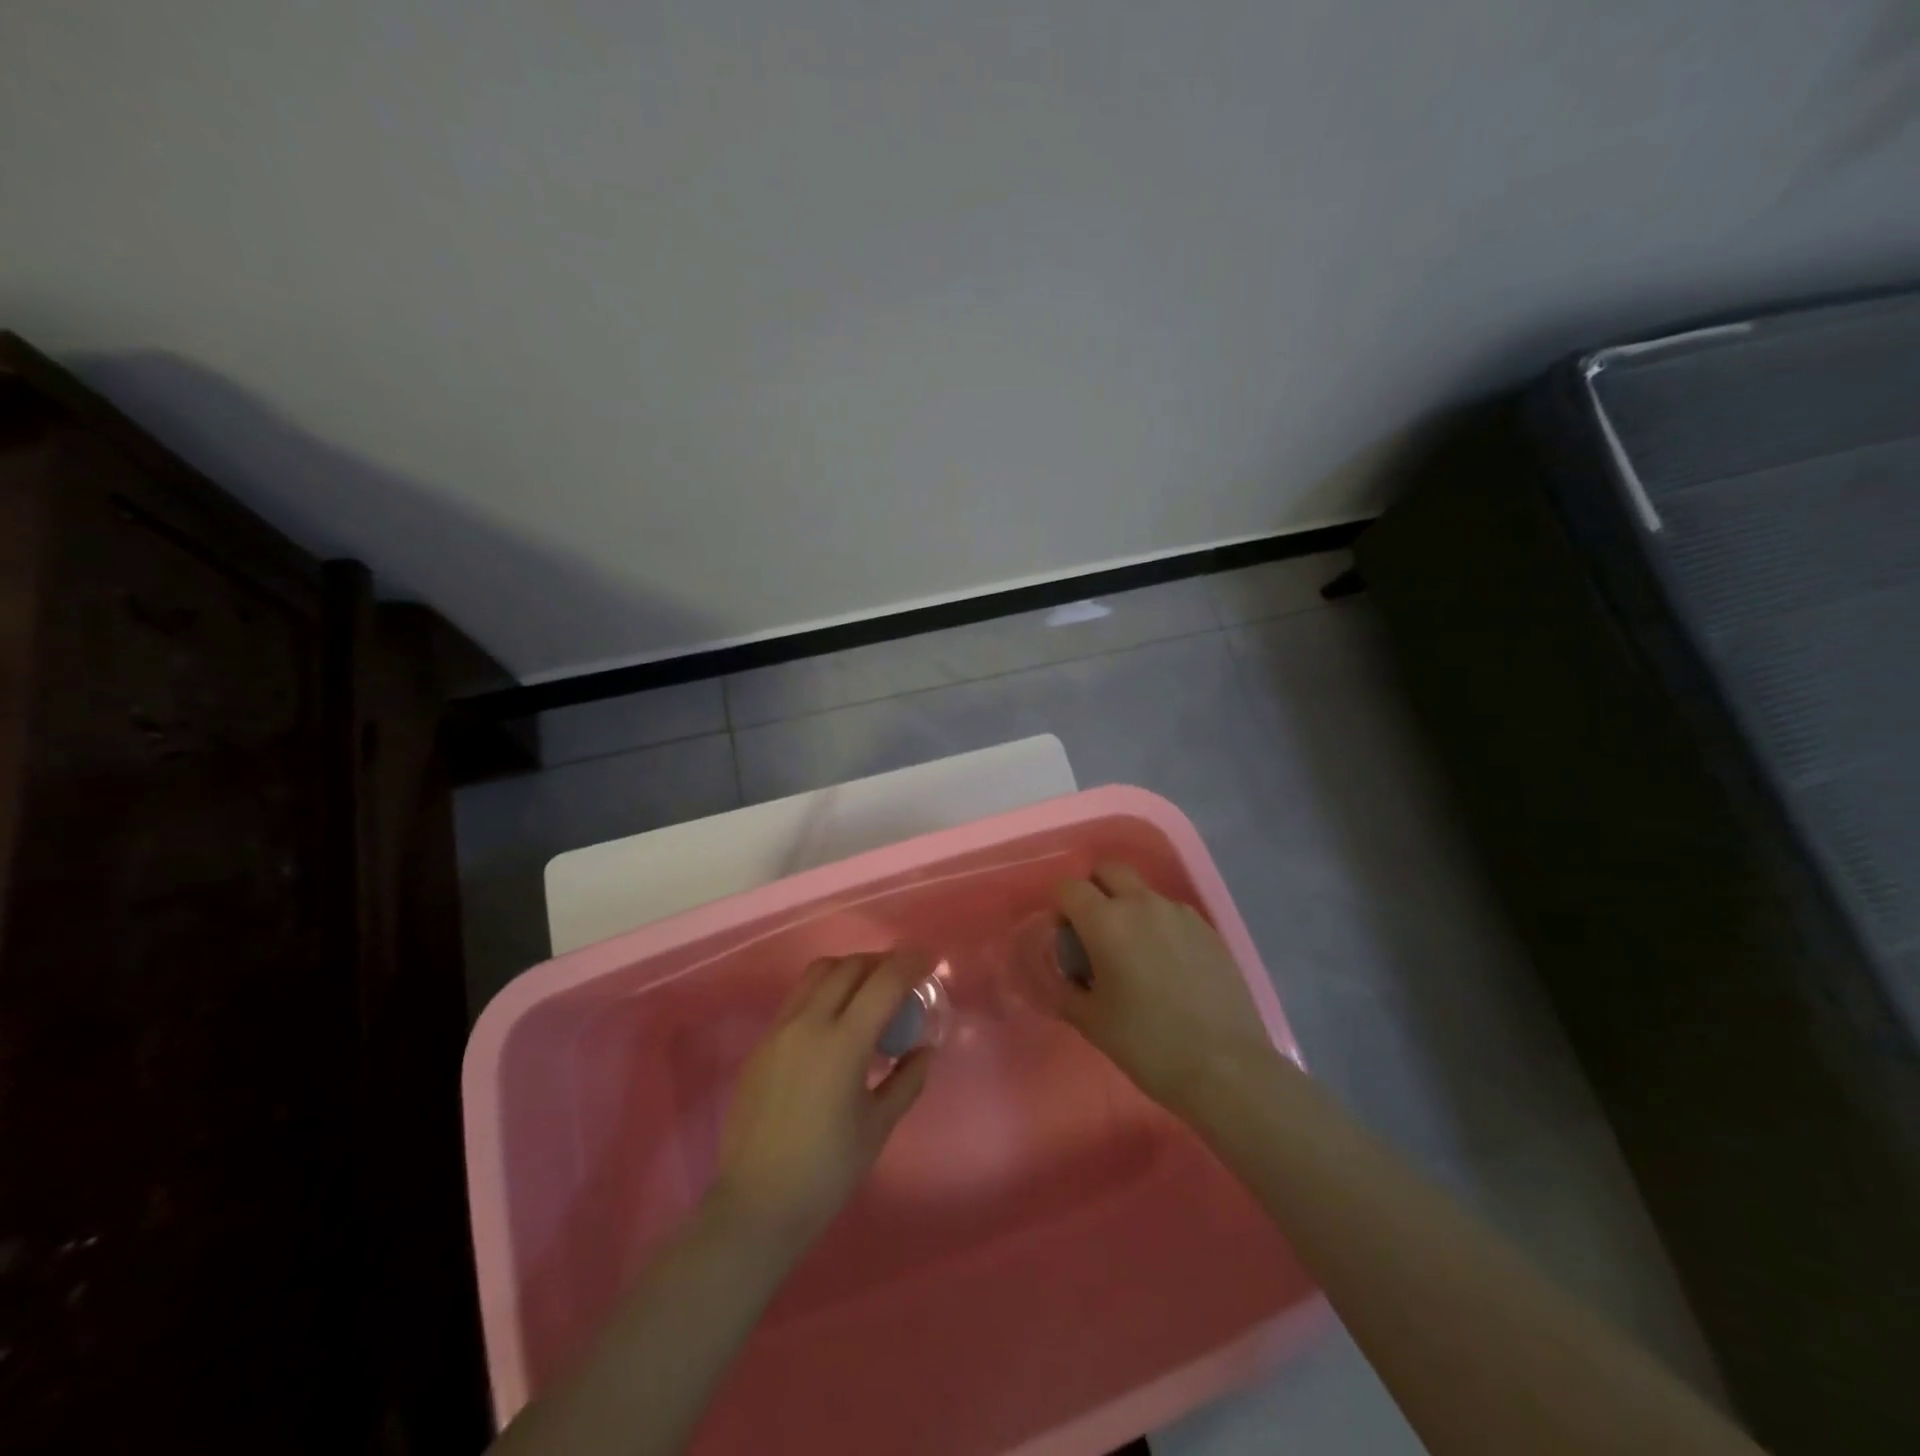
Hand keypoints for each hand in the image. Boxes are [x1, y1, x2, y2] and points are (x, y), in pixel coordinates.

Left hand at [712, 953, 932, 1248]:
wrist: (757, 1204)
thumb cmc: (827, 1171)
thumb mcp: (878, 1126)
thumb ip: (907, 1080)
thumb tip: (924, 1049)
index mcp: (843, 1044)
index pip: (883, 982)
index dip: (910, 963)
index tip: (929, 959)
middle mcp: (808, 1023)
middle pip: (849, 967)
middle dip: (881, 963)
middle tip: (902, 978)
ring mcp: (779, 1030)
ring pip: (818, 973)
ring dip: (849, 970)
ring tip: (869, 991)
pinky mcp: (762, 1043)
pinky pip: (798, 997)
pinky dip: (824, 991)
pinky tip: (836, 1021)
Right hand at [1055, 861, 1276, 1113]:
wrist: (1225, 1067)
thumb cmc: (1147, 1044)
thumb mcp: (1090, 1021)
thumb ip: (1065, 988)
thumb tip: (1063, 973)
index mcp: (1106, 921)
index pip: (1069, 887)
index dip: (1060, 907)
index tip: (1065, 938)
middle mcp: (1142, 904)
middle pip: (1109, 869)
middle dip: (1095, 888)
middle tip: (1095, 930)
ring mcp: (1180, 913)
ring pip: (1143, 891)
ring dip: (1129, 908)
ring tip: (1135, 954)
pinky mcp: (1209, 930)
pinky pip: (1172, 913)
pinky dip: (1160, 926)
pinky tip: (1167, 967)